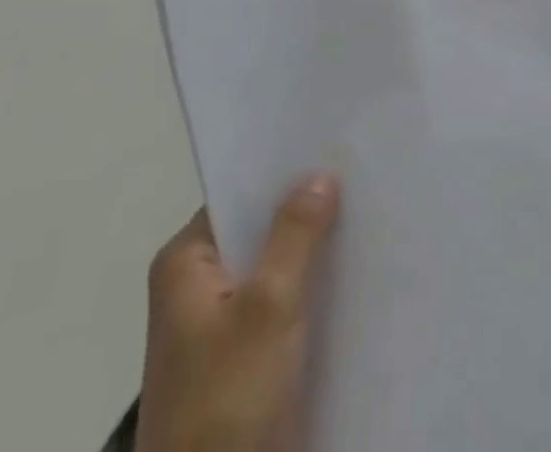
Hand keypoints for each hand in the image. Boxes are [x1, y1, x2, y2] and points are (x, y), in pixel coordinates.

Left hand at [136, 174, 340, 451]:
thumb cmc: (227, 402)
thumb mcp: (268, 307)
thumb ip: (295, 234)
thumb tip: (318, 173)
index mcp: (184, 264)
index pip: (239, 196)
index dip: (283, 174)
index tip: (330, 148)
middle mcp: (195, 287)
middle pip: (258, 232)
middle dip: (304, 212)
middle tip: (358, 177)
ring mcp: (218, 328)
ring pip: (274, 270)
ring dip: (312, 255)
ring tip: (366, 215)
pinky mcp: (242, 363)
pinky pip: (280, 308)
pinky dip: (310, 293)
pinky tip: (352, 274)